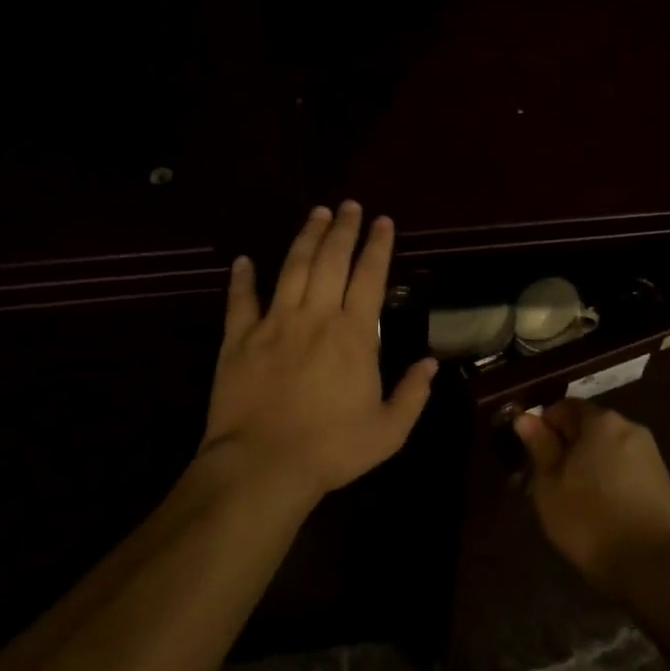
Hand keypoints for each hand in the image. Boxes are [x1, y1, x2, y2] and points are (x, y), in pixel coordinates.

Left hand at [202, 203, 437, 499]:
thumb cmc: (332, 449)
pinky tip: (245, 261)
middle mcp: (315, 317)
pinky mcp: (239, 340)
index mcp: (354, 335)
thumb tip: (430, 364)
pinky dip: (242, 279)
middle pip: (330, 261)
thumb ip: (412, 394)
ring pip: (291, 269)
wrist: (264, 465)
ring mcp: (274, 324)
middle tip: (349, 206)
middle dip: (342, 229)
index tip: (383, 221)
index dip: (378, 246)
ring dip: (305, 238)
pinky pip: (241, 301)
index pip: (370, 277)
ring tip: (315, 213)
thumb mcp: (389, 430)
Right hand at [514, 399, 669, 596]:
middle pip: (589, 427)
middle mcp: (630, 427)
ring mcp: (650, 454)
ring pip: (607, 449)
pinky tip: (599, 508)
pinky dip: (609, 479)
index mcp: (601, 421)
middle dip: (567, 446)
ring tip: (573, 498)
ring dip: (588, 464)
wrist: (650, 563)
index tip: (532, 455)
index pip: (565, 407)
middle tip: (548, 481)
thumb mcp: (550, 484)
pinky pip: (625, 468)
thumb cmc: (588, 518)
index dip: (544, 426)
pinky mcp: (662, 480)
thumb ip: (539, 446)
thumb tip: (525, 417)